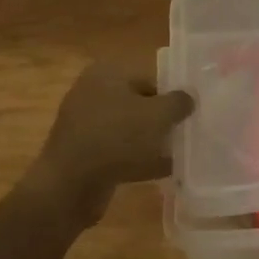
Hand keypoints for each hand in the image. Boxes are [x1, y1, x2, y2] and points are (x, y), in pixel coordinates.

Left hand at [29, 62, 195, 226]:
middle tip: (184, 133)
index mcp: (106, 73)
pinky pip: (118, 152)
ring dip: (151, 141)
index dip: (171, 95)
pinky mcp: (83, 154)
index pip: (148, 78)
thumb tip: (189, 97)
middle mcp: (92, 92)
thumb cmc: (116, 138)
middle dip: (161, 119)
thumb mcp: (157, 115)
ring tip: (178, 154)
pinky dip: (138, 160)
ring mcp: (85, 125)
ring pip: (128, 129)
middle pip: (138, 103)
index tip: (188, 114)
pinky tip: (162, 172)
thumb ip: (178, 102)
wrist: (69, 186)